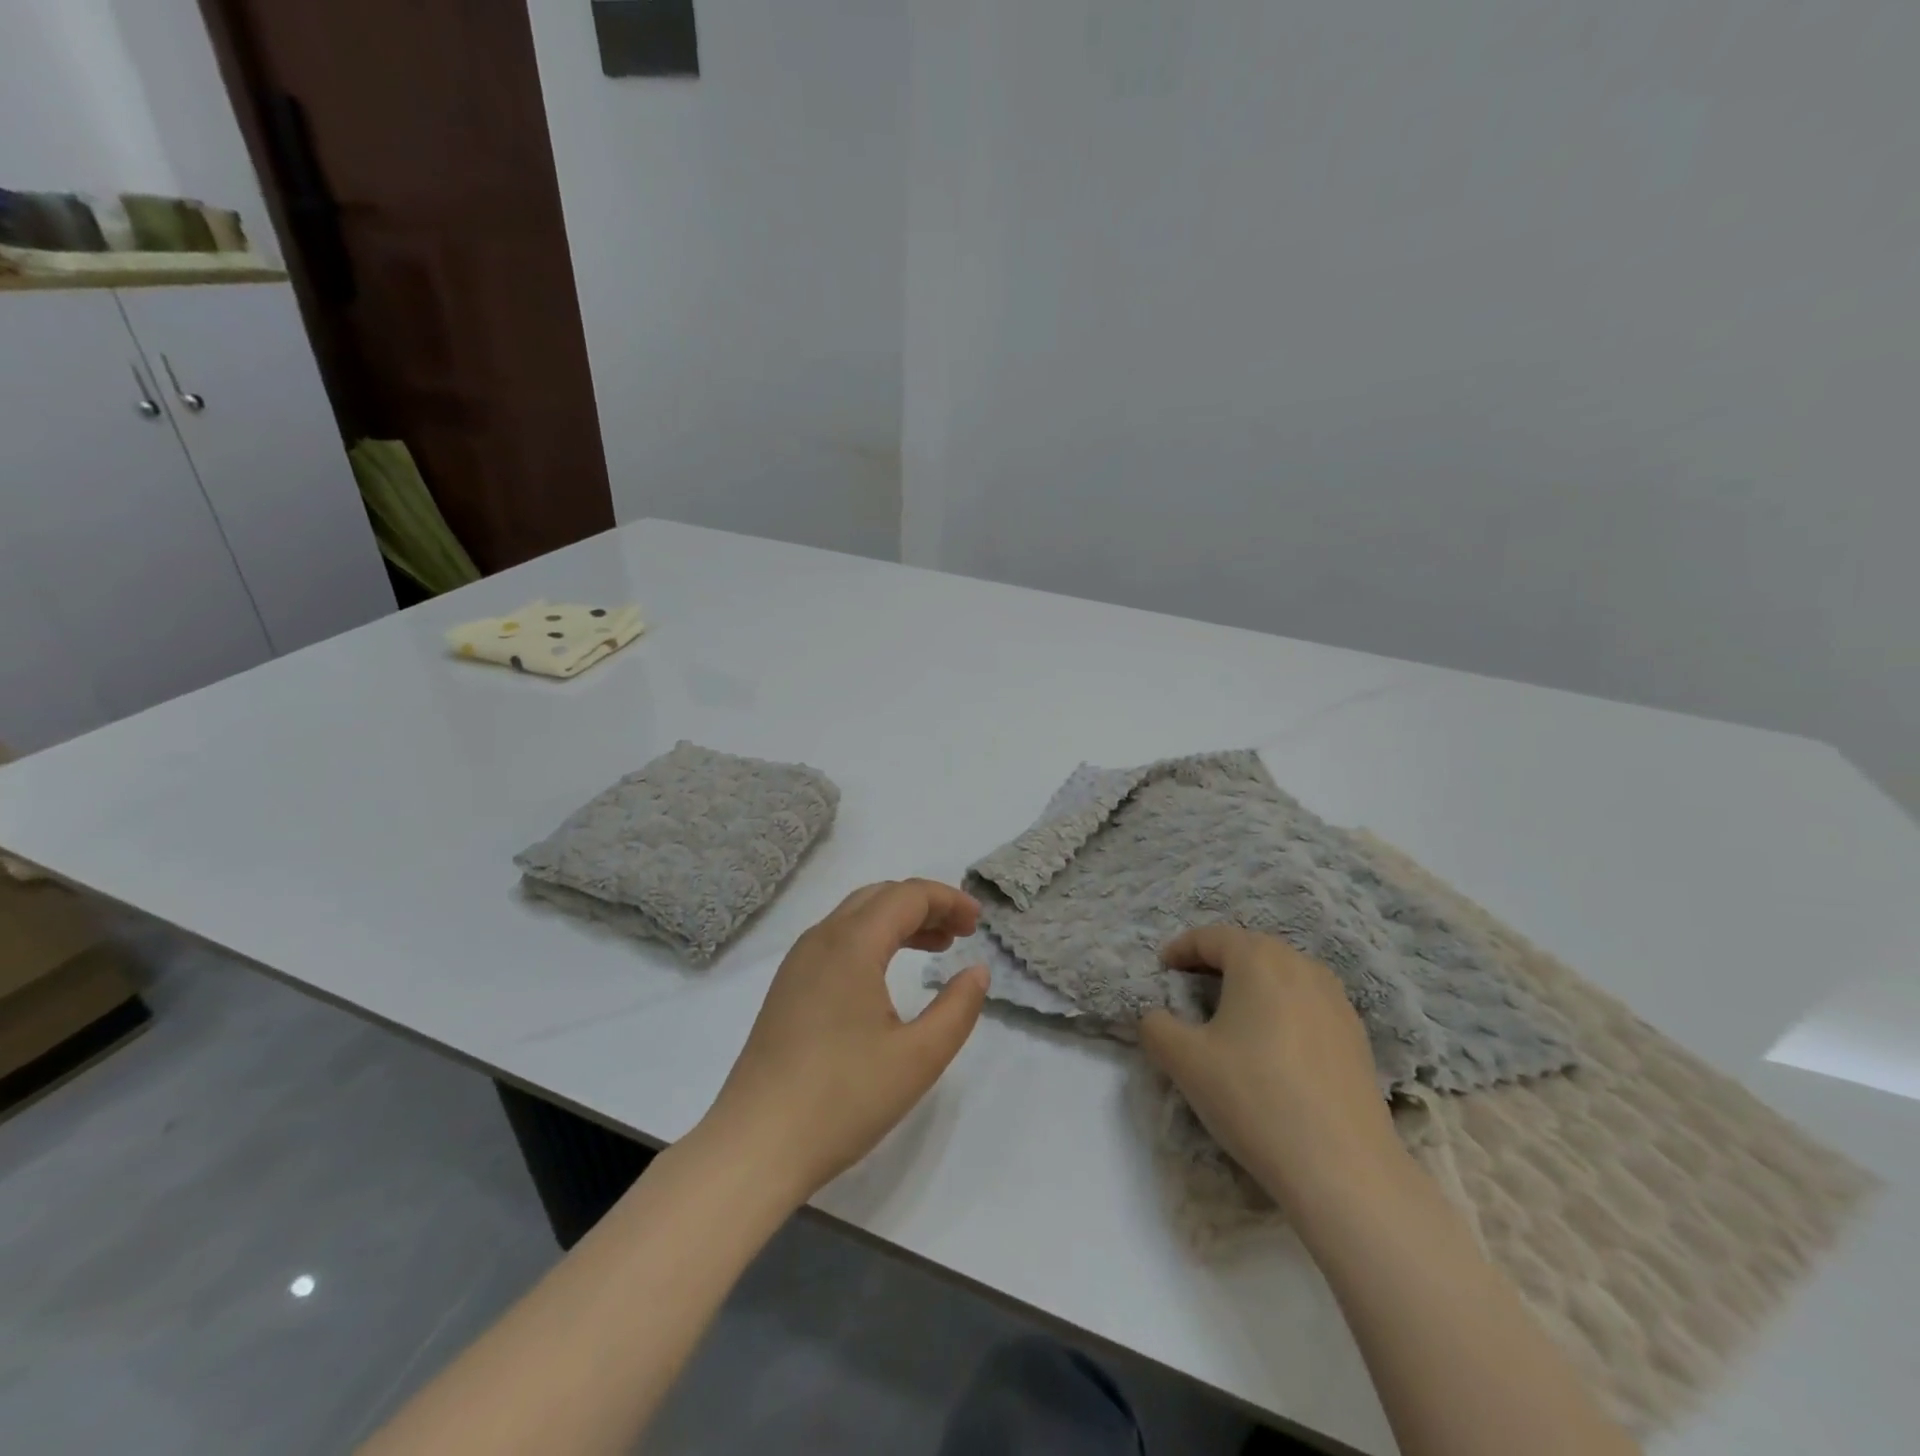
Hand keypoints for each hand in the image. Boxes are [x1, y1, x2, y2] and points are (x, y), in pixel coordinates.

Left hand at [699, 879, 989, 1204]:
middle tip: (960, 932)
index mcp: (852, 944)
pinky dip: (872, 940)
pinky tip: (887, 974)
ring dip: (898, 921)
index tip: (977, 922)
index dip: (947, 900)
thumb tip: (976, 971)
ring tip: (935, 947)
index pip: (907, 896)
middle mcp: (821, 940)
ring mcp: (798, 963)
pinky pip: (836, 941)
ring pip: (855, 917)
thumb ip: (957, 1008)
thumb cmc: (843, 1099)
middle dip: (924, 905)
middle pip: (879, 897)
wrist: (755, 1146)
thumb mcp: (918, 1058)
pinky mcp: (787, 988)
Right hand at [1138, 925, 1403, 1215]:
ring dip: (1252, 985)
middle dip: (1216, 962)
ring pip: (1283, 976)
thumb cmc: (1254, 1098)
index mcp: (1258, 959)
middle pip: (1250, 949)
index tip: (1162, 969)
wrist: (1344, 1169)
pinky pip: (1307, 1004)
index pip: (1211, 937)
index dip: (1180, 949)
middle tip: (1190, 988)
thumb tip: (1158, 1018)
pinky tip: (1273, 1048)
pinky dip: (1282, 1010)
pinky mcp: (1356, 1036)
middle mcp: (1301, 966)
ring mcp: (1337, 1000)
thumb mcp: (1183, 1061)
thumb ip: (1156, 1026)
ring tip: (1231, 1015)